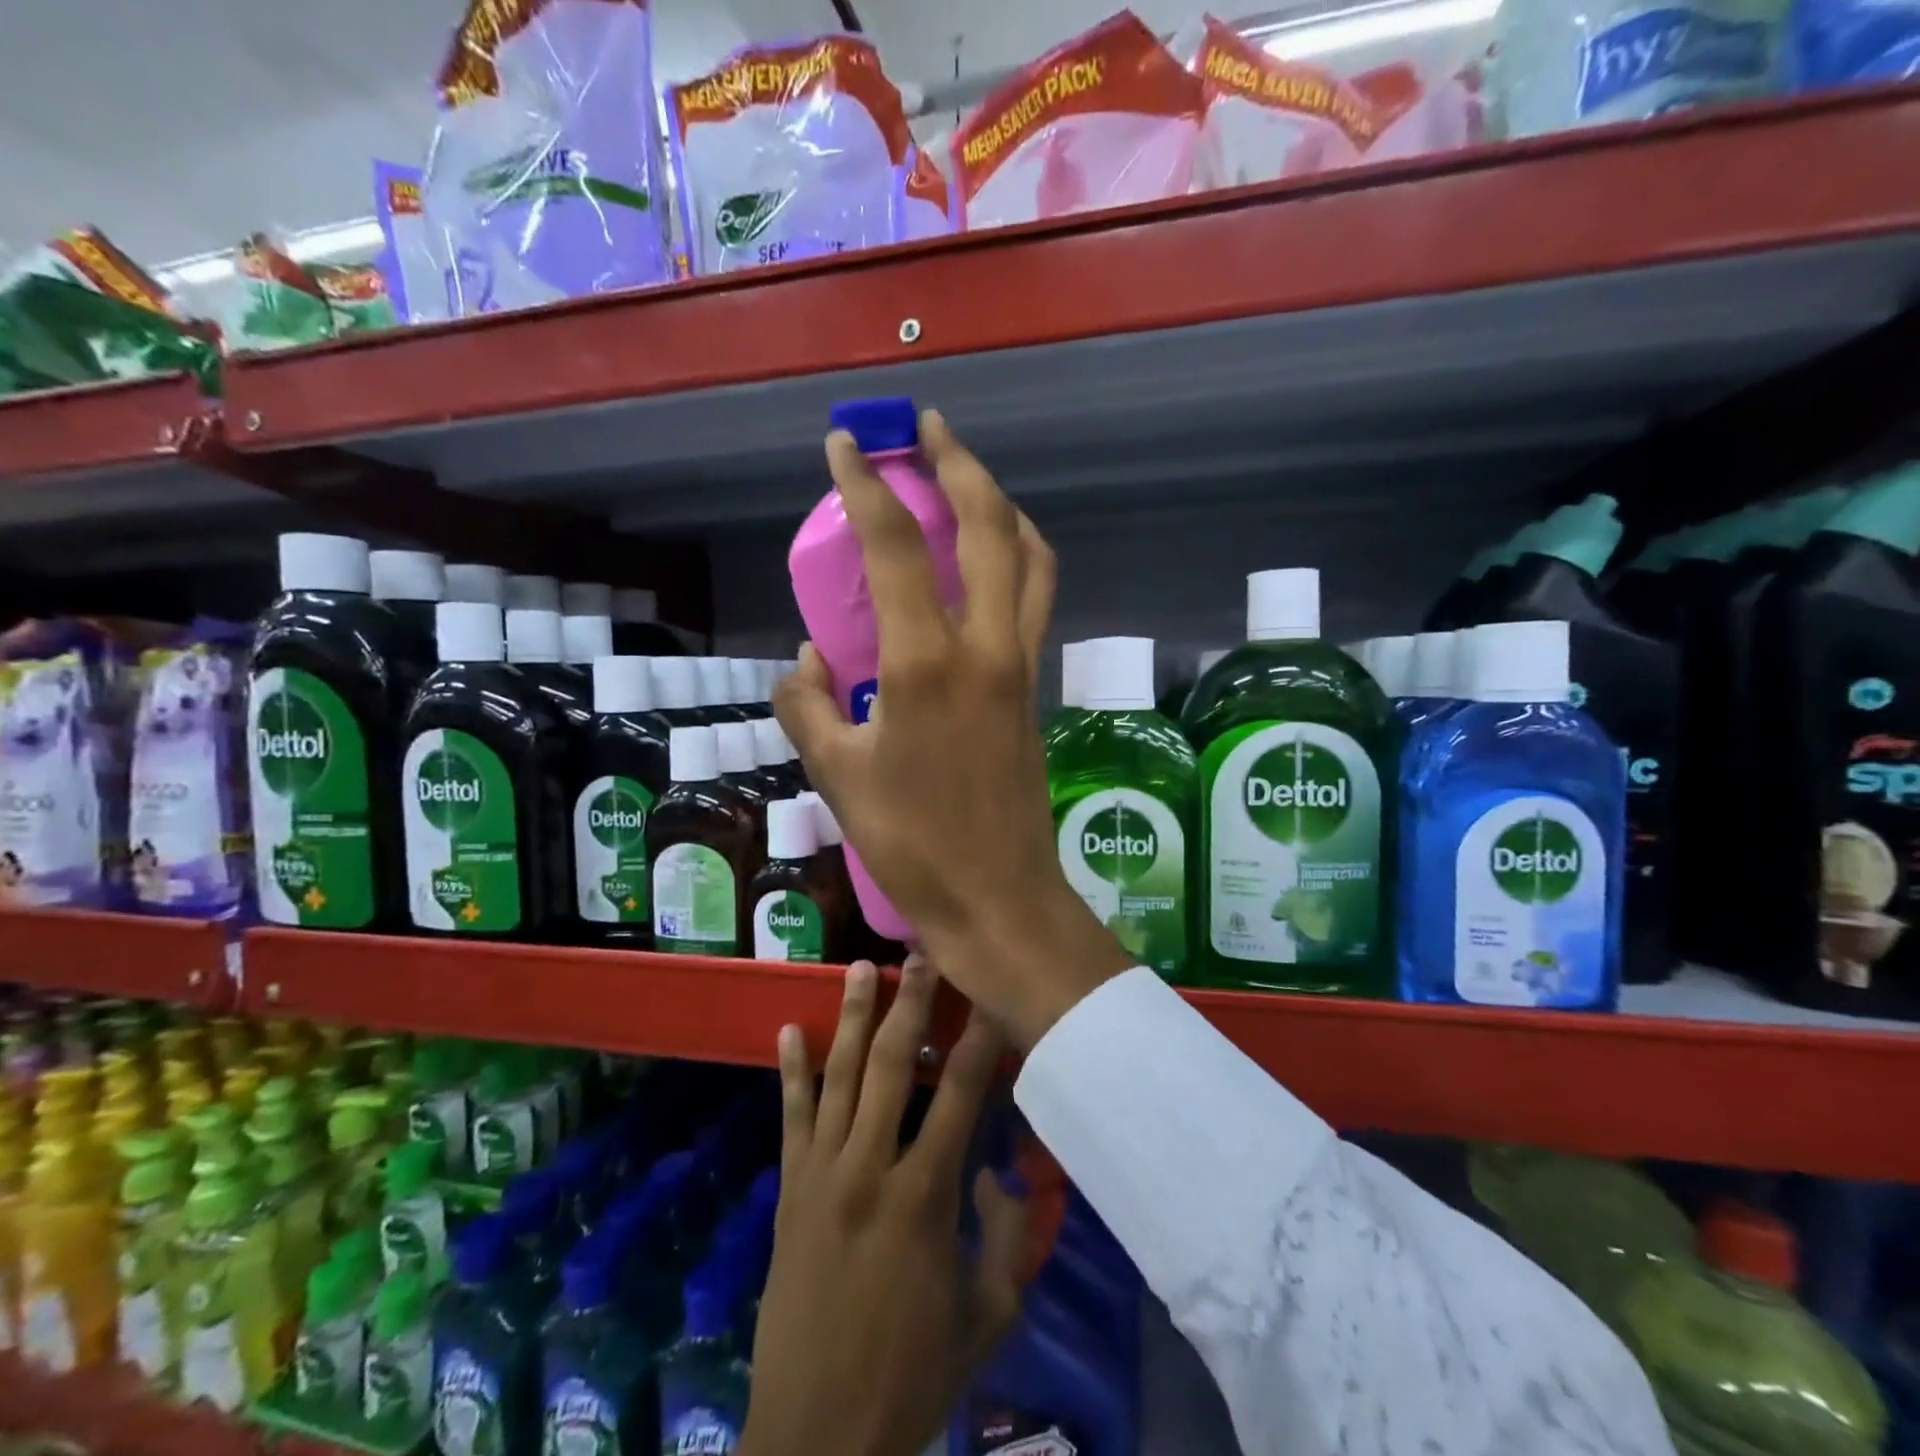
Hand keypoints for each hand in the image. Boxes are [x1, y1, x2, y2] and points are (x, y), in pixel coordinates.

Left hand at [742, 958, 1034, 1455]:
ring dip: (849, 1017)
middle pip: (889, 1065)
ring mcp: (821, 1173)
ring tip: (860, 968)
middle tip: (920, 954)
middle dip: (909, 1003)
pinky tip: (788, 1030)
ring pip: (837, 1076)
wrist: (816, 1435)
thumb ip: (1006, 1235)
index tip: (990, 996)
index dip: (979, 1040)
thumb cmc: (912, 1375)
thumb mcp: (988, 1316)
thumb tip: (997, 1168)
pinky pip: (790, 1117)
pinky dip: (790, 1071)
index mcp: (923, 1197)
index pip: (958, 1095)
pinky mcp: (789, 1189)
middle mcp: (868, 1168)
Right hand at [776, 411, 1133, 1048]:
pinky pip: (1033, 598)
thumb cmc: (912, 844)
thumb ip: (807, 705)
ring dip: (1000, 505)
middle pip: (988, 526)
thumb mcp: (836, 775)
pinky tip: (986, 561)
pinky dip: (1015, 556)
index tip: (846, 443)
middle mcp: (985, 646)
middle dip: (958, 463)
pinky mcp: (1034, 688)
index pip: (896, 546)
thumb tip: (809, 659)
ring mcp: (1020, 664)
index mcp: (926, 663)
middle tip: (928, 430)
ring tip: (967, 480)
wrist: (999, 897)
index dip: (867, 484)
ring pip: (1029, 557)